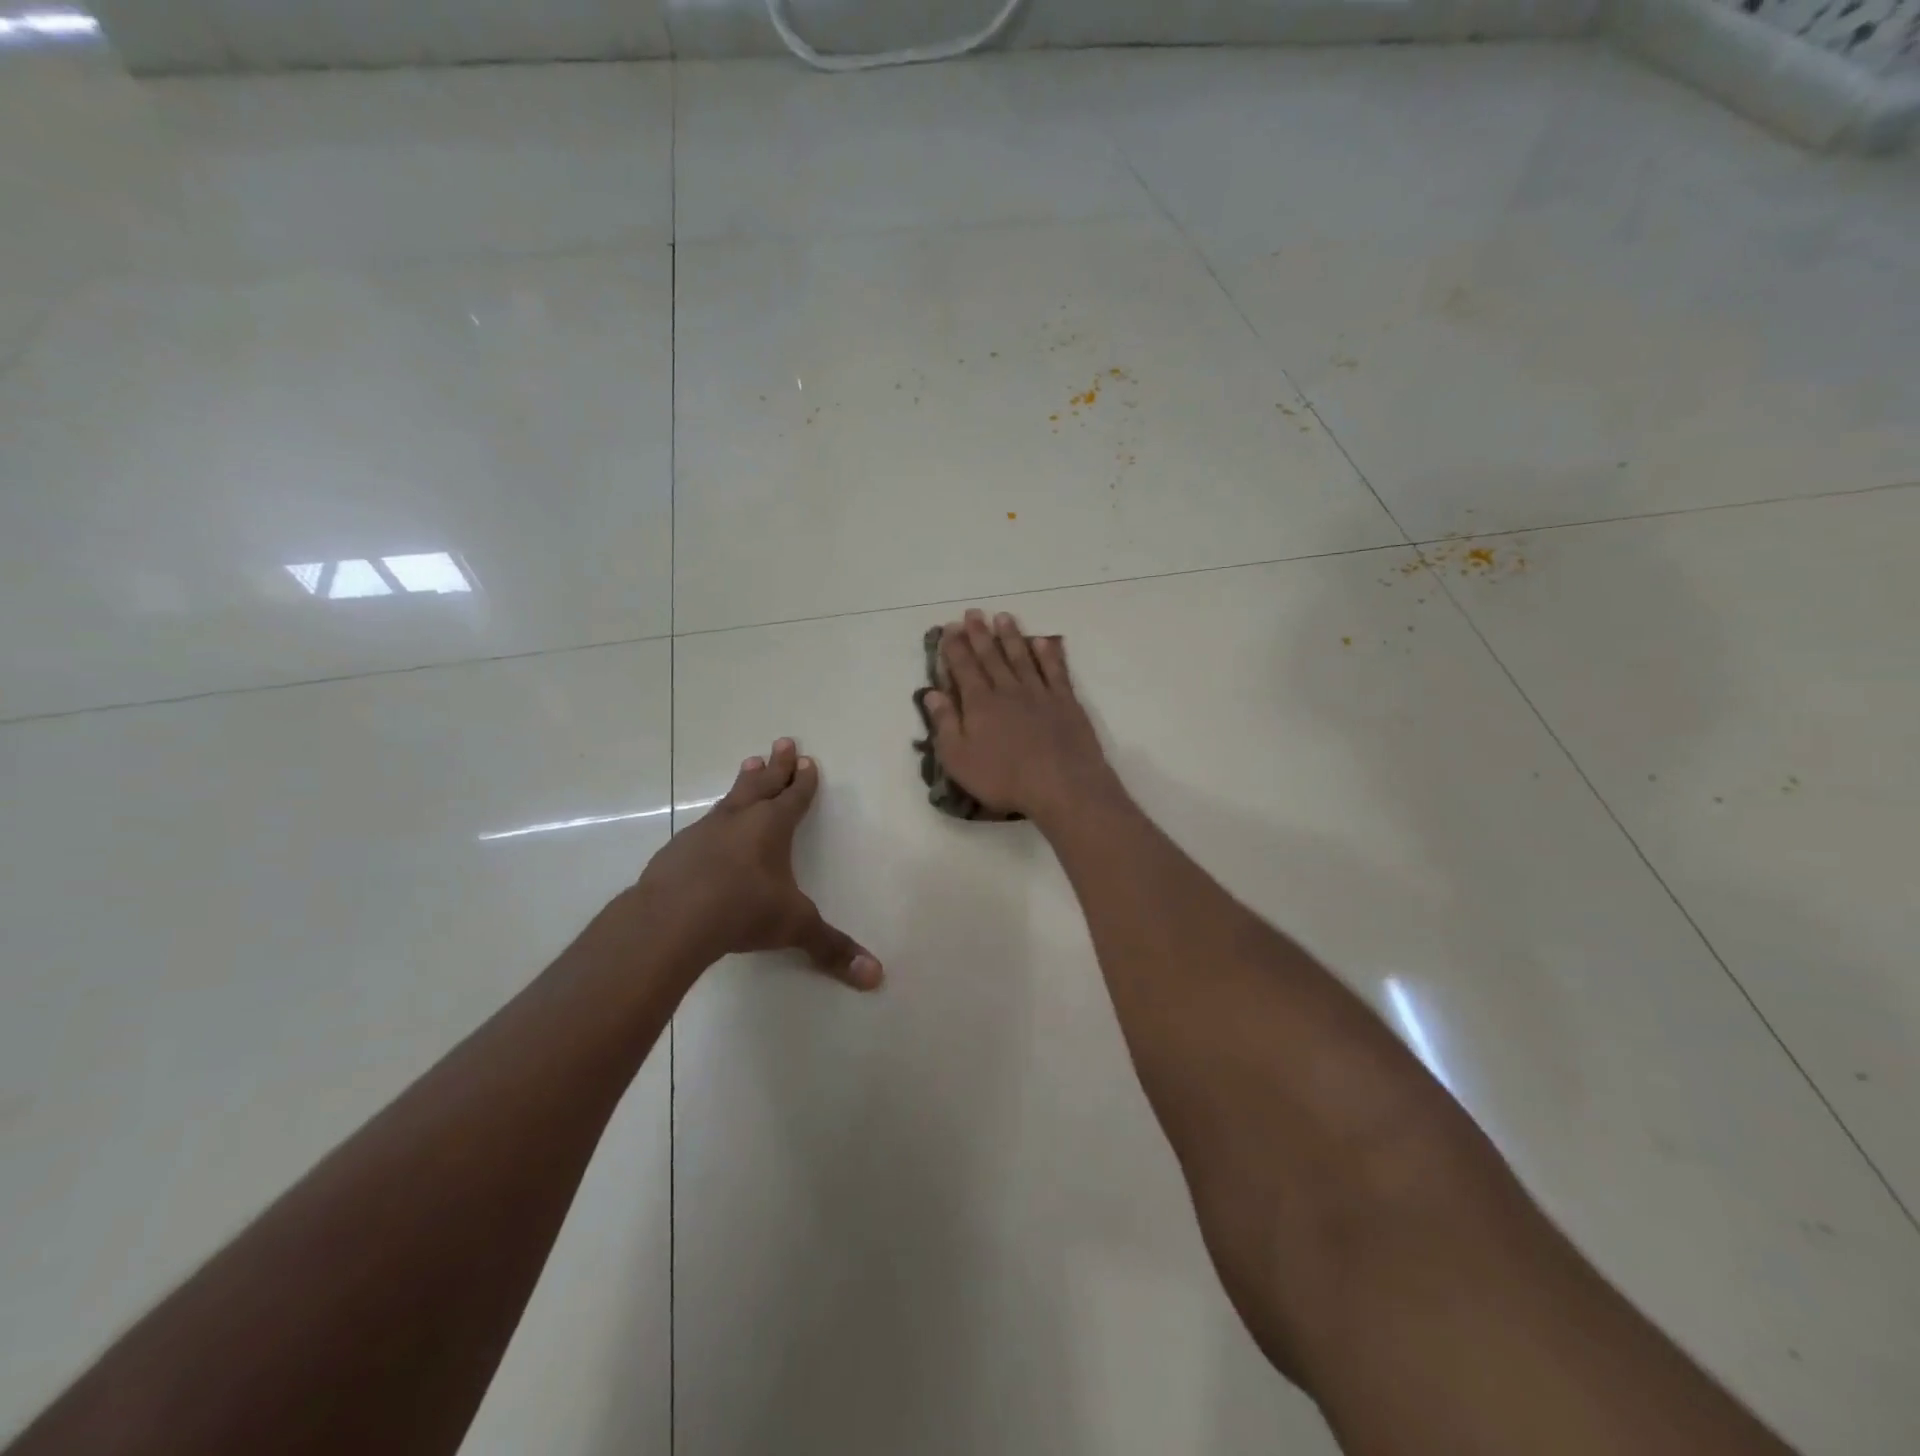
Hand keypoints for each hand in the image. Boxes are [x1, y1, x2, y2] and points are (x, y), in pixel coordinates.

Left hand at [622, 739, 880, 988]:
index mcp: (772, 827)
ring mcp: (705, 832)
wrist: (671, 919)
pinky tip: (710, 827)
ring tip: (749, 763)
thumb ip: (831, 948)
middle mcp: (740, 820)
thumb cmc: (743, 911)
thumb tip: (876, 976)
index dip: (803, 781)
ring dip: (744, 781)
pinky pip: (704, 825)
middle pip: (762, 783)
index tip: (807, 760)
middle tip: (782, 741)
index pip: (794, 797)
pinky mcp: (677, 850)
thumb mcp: (794, 927)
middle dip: (776, 765)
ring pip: (731, 798)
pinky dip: (716, 819)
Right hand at [920, 609, 1118, 825]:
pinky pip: (1055, 670)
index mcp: (979, 703)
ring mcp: (1039, 693)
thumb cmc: (1004, 778)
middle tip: (972, 613)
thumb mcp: (959, 759)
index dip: (954, 647)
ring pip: (1022, 657)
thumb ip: (945, 724)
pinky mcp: (1066, 702)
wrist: (1062, 785)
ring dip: (1011, 636)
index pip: (963, 668)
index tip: (949, 628)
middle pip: (991, 656)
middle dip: (979, 634)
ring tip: (1003, 617)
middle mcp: (1008, 690)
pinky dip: (1048, 654)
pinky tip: (1043, 642)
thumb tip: (931, 694)